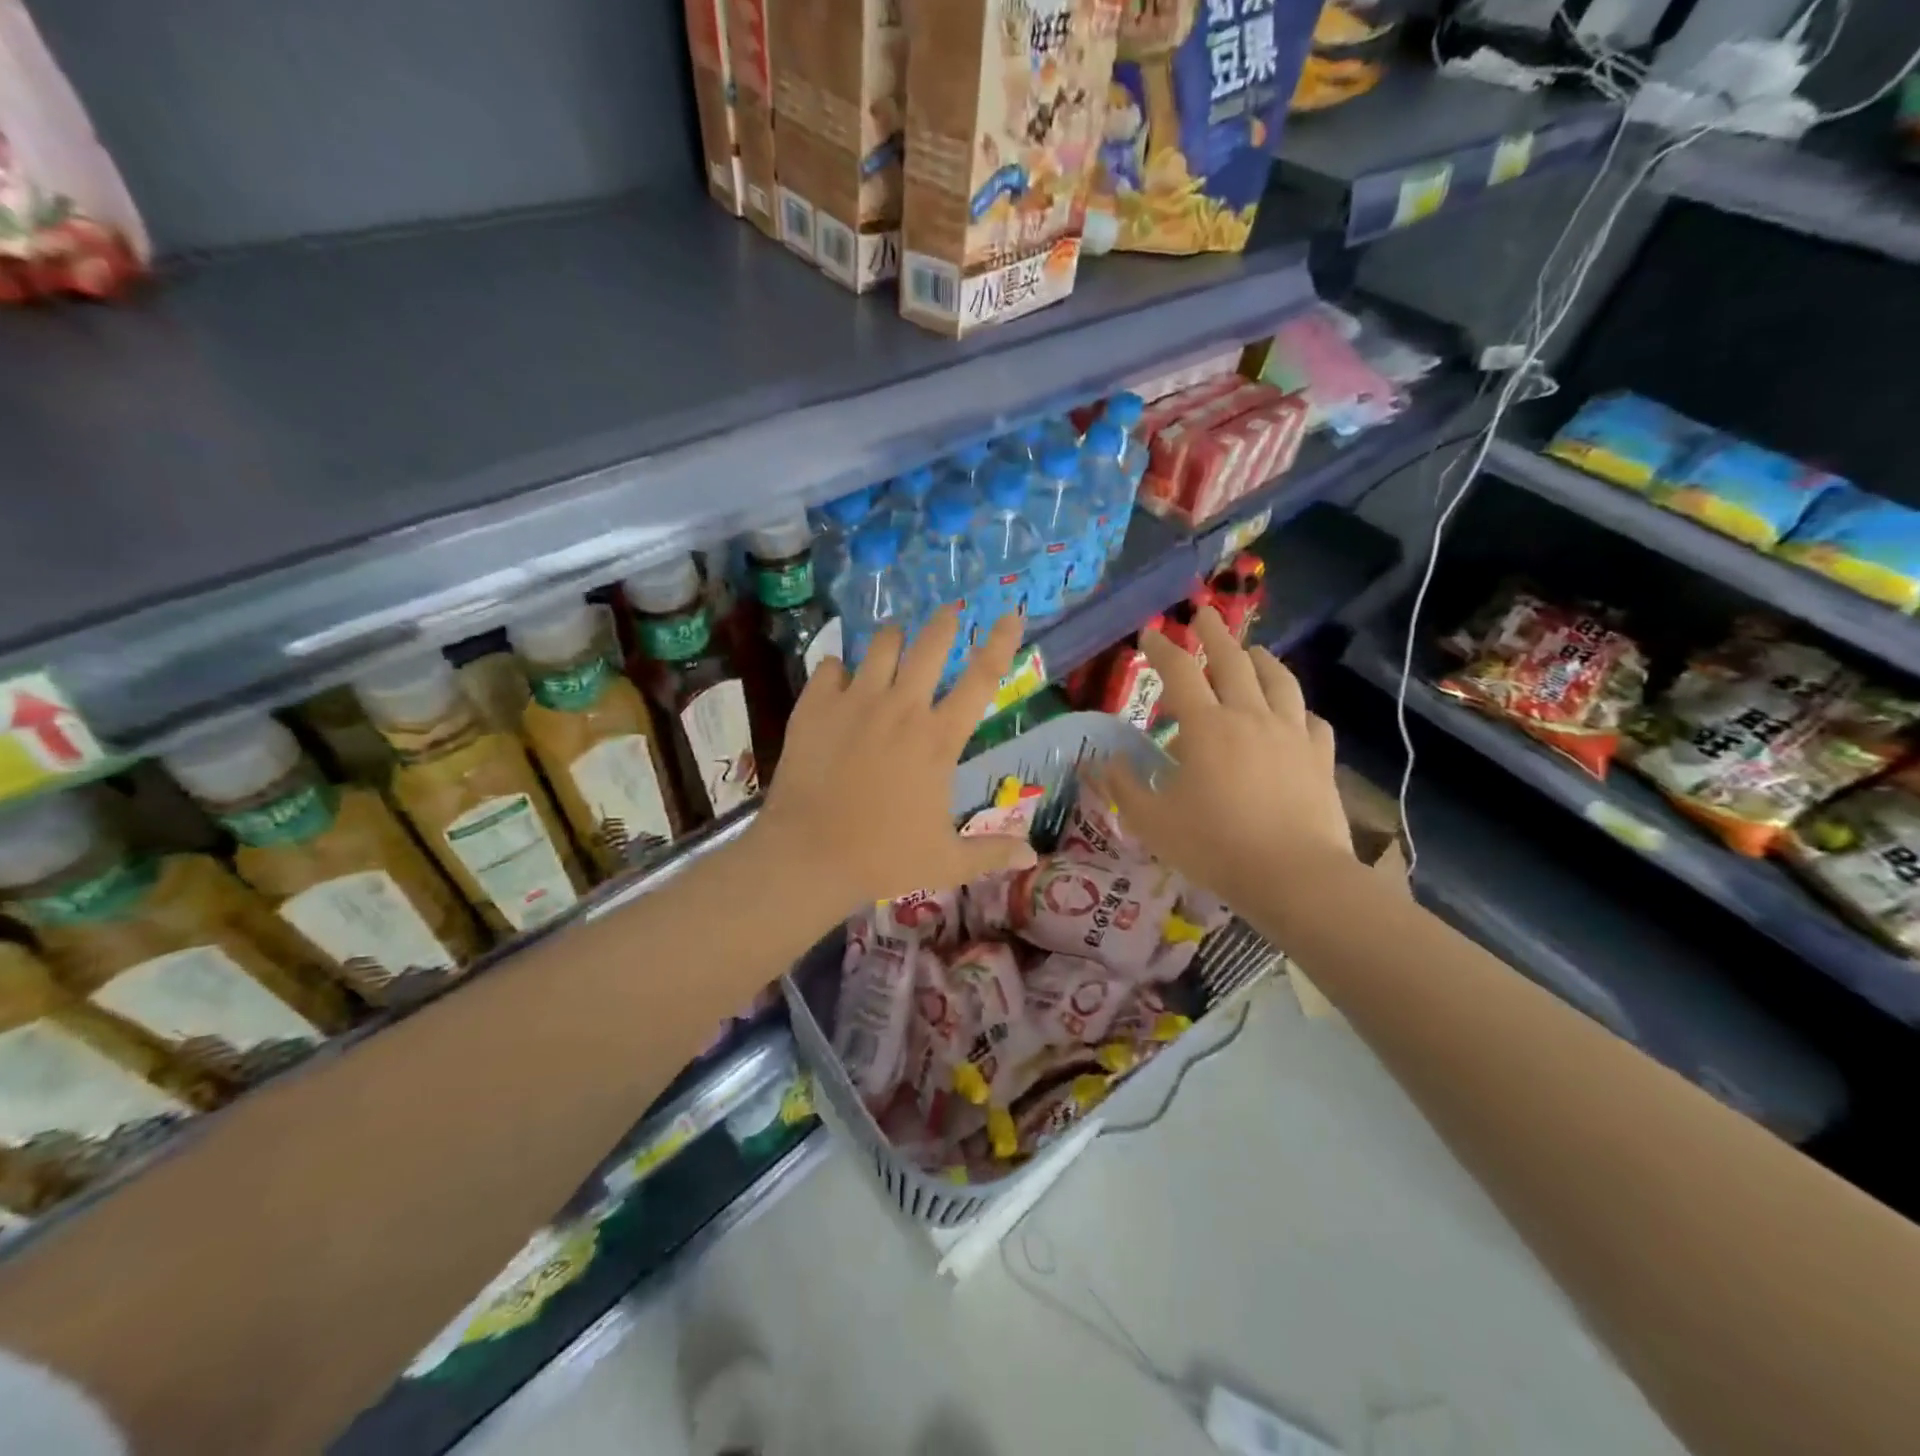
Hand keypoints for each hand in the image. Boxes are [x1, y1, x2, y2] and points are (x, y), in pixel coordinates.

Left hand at [753, 608, 1037, 909]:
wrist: (808, 856)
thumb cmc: (883, 858)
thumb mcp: (946, 861)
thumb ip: (991, 853)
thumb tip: (1032, 858)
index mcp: (938, 739)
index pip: (982, 679)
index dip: (1000, 643)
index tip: (1011, 615)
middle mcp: (901, 708)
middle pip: (930, 645)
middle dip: (944, 622)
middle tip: (949, 613)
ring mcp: (855, 702)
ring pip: (880, 645)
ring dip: (893, 640)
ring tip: (894, 642)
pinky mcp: (814, 706)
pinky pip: (830, 666)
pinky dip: (839, 668)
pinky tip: (839, 679)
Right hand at [1090, 606, 1350, 909]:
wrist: (1293, 875)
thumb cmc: (1214, 845)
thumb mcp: (1151, 820)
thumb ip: (1122, 786)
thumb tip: (1103, 760)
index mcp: (1206, 726)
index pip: (1180, 673)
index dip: (1162, 649)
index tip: (1150, 633)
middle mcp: (1250, 716)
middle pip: (1233, 661)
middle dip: (1214, 633)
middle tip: (1203, 613)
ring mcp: (1291, 733)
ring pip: (1279, 681)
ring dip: (1262, 659)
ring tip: (1253, 650)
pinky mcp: (1320, 757)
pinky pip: (1311, 720)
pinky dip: (1297, 709)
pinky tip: (1294, 713)